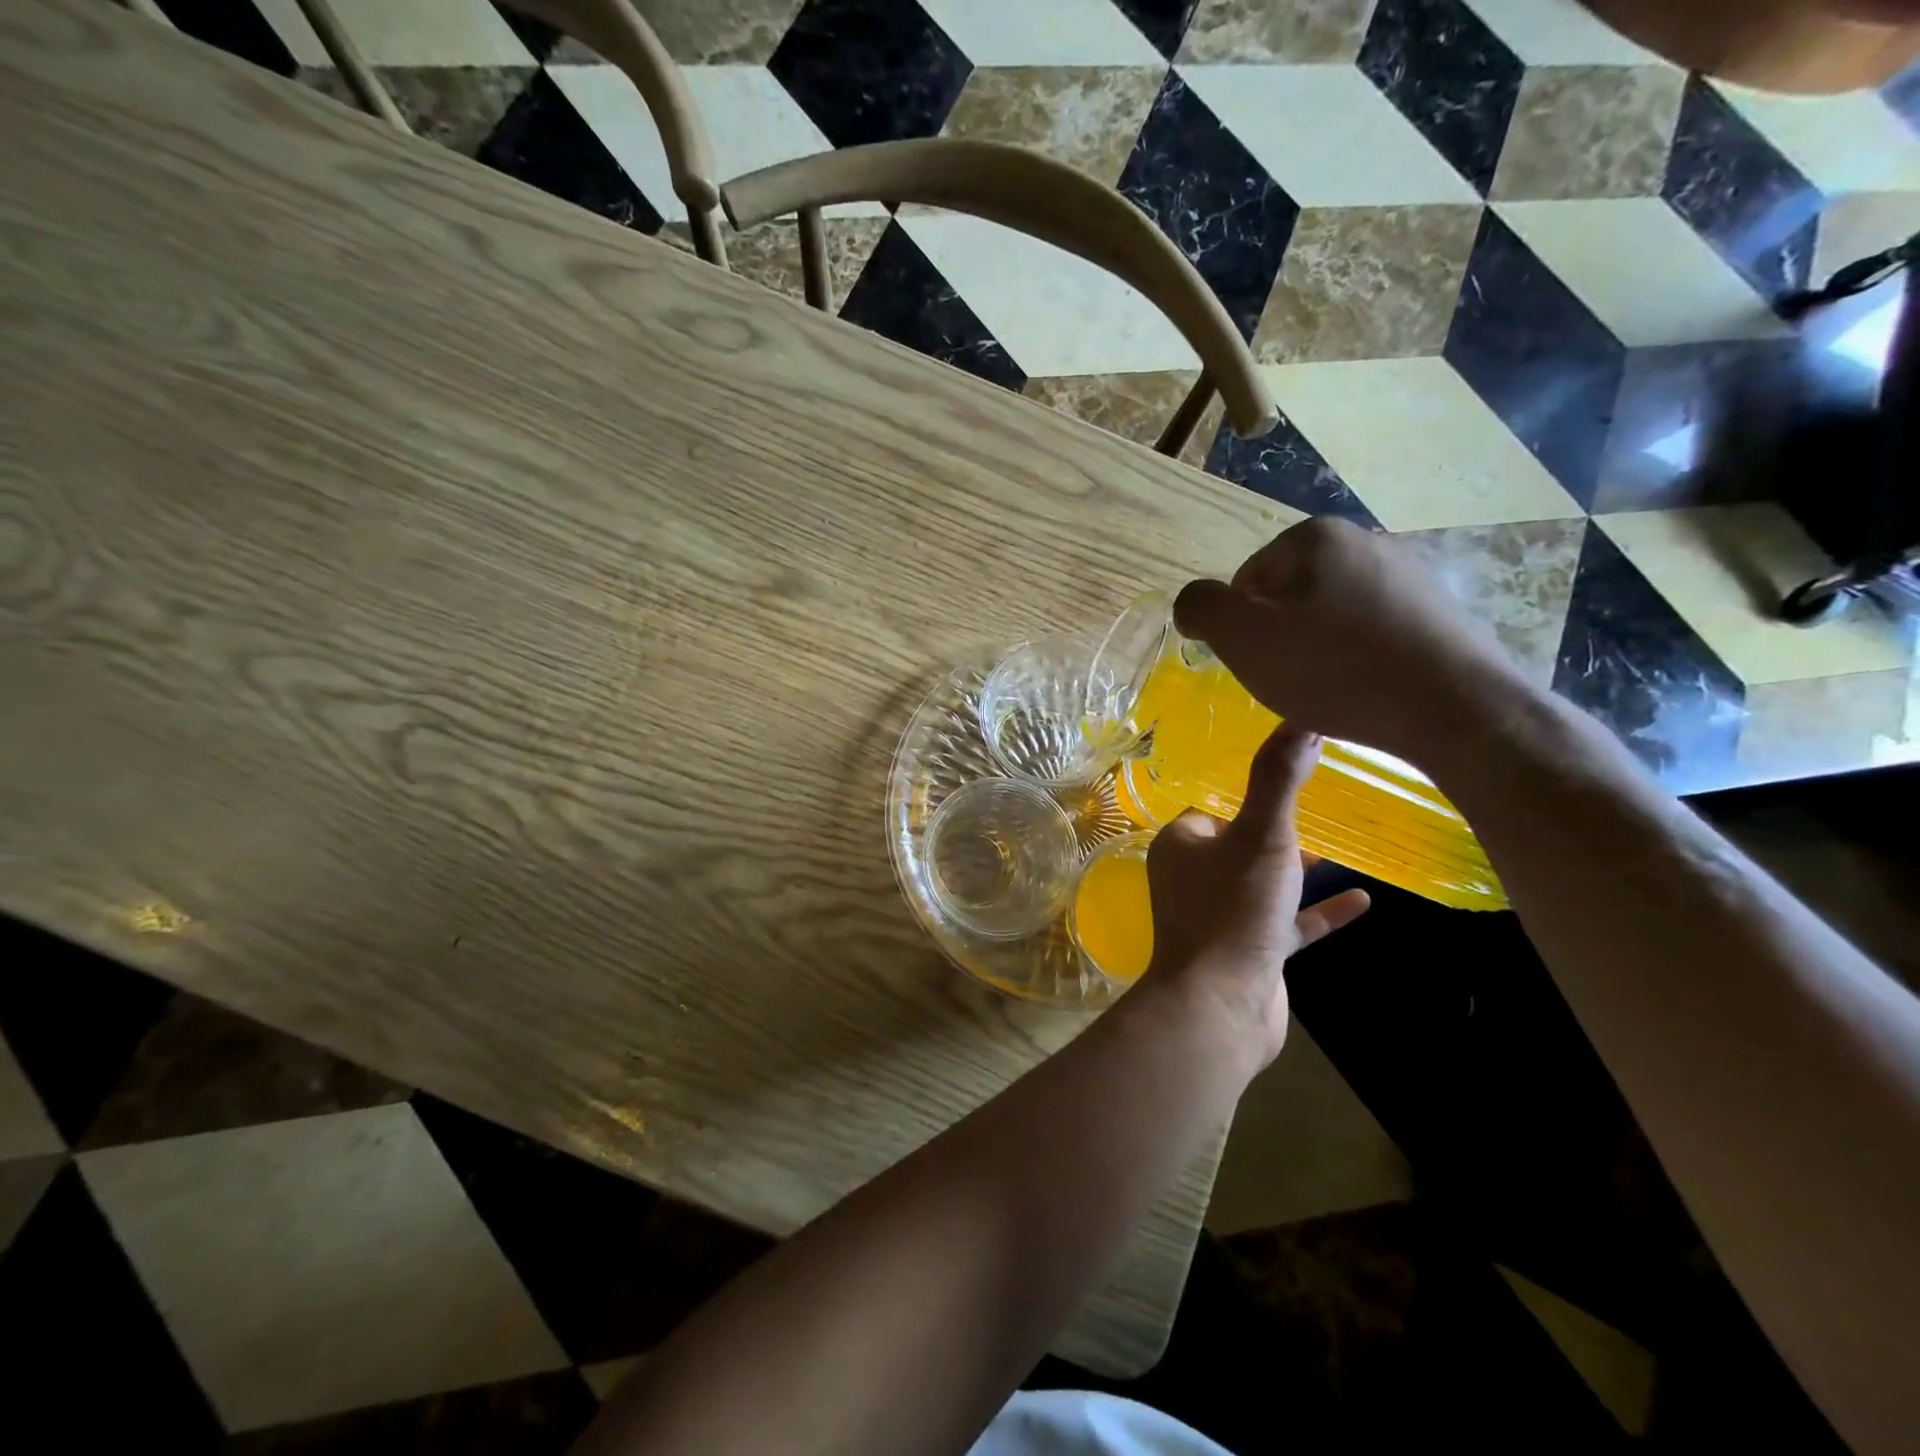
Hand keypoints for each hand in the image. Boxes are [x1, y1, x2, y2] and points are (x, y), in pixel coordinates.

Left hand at [1141, 722, 1370, 1066]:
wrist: (1220, 1005)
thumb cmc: (1234, 909)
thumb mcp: (1262, 836)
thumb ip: (1279, 781)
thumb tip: (1302, 721)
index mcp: (1182, 844)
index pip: (1213, 806)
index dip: (1247, 794)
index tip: (1288, 776)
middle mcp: (1194, 876)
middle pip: (1239, 842)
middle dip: (1275, 827)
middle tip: (1321, 805)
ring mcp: (1222, 916)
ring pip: (1263, 882)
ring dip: (1296, 868)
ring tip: (1341, 844)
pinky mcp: (1249, 951)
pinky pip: (1287, 922)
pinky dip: (1318, 911)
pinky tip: (1363, 899)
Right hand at [1173, 517, 1538, 764]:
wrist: (1454, 708)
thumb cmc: (1335, 668)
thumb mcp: (1242, 637)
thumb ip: (1200, 608)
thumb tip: (1194, 604)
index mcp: (1313, 536)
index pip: (1245, 582)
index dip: (1241, 629)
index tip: (1261, 663)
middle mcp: (1364, 540)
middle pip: (1288, 596)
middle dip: (1280, 638)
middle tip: (1291, 680)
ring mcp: (1408, 573)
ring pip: (1330, 615)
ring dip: (1318, 650)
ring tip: (1332, 689)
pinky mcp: (1439, 610)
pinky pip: (1373, 632)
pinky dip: (1359, 658)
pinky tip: (1368, 688)